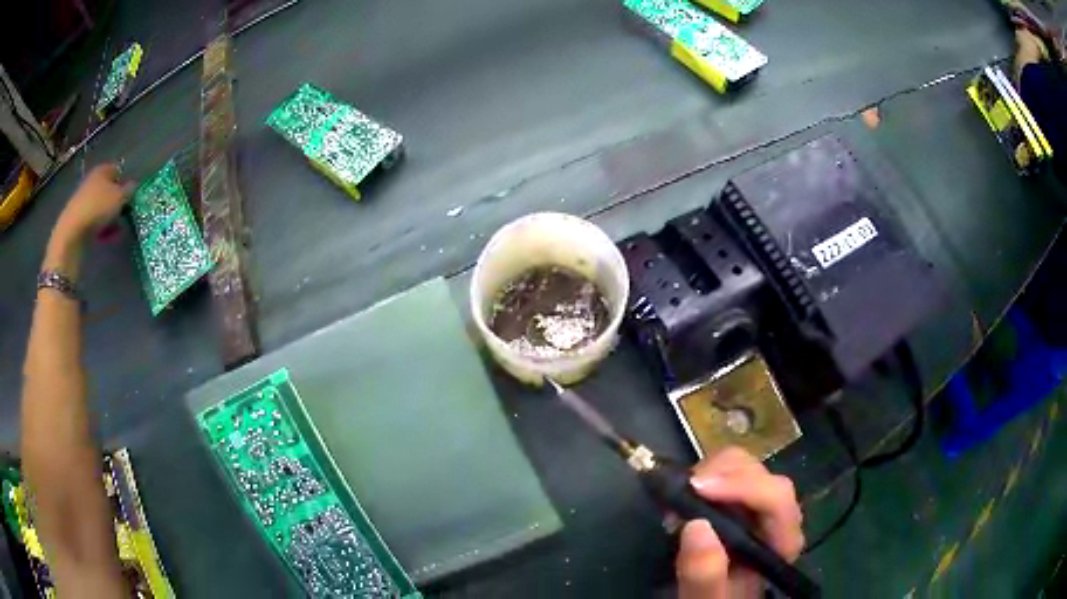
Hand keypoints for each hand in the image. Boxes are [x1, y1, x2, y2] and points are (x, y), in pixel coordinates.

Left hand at [45, 164, 133, 278]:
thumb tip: (133, 187)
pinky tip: (107, 237)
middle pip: (108, 189)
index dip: (125, 182)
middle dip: (116, 201)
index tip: (131, 196)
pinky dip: (101, 229)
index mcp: (102, 170)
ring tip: (117, 230)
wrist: (72, 232)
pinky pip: (94, 222)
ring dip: (109, 217)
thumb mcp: (119, 197)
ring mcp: (84, 201)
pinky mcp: (79, 220)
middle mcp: (92, 181)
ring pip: (101, 207)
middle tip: (125, 214)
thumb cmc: (98, 208)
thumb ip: (129, 191)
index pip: (117, 171)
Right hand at [676, 447, 803, 598]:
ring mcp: (758, 508)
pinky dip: (704, 478)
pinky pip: (727, 475)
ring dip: (711, 474)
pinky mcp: (738, 505)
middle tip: (682, 493)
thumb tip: (696, 525)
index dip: (742, 485)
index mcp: (782, 542)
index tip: (697, 488)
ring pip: (745, 467)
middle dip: (721, 476)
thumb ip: (705, 575)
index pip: (777, 497)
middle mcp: (777, 518)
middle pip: (761, 475)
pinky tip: (683, 497)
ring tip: (679, 500)